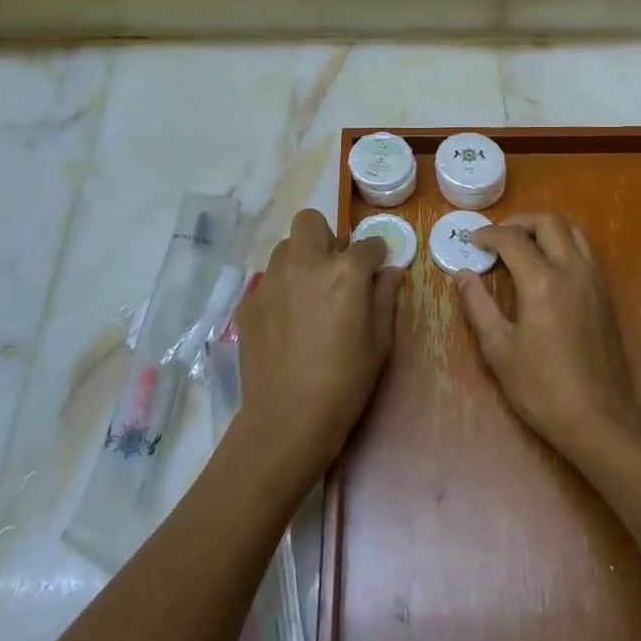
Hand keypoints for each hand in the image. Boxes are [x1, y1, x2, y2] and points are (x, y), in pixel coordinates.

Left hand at [235, 209, 402, 476]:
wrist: (287, 419)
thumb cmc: (345, 381)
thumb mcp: (380, 341)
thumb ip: (386, 297)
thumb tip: (391, 271)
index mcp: (344, 271)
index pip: (366, 243)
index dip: (375, 254)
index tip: (376, 268)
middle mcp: (305, 263)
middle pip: (310, 221)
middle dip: (325, 237)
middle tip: (334, 269)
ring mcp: (271, 281)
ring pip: (285, 248)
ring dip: (300, 260)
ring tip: (308, 294)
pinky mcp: (249, 302)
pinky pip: (268, 281)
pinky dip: (281, 290)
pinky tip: (287, 321)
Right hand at [456, 213, 640, 454]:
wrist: (598, 417)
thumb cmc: (541, 387)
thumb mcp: (499, 349)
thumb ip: (479, 305)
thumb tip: (463, 275)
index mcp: (542, 281)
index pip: (512, 239)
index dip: (489, 235)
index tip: (473, 241)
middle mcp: (571, 270)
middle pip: (548, 223)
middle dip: (519, 222)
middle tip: (498, 236)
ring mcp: (594, 280)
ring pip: (572, 232)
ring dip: (545, 229)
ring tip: (523, 244)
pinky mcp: (606, 294)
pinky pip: (585, 251)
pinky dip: (564, 244)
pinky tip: (548, 265)